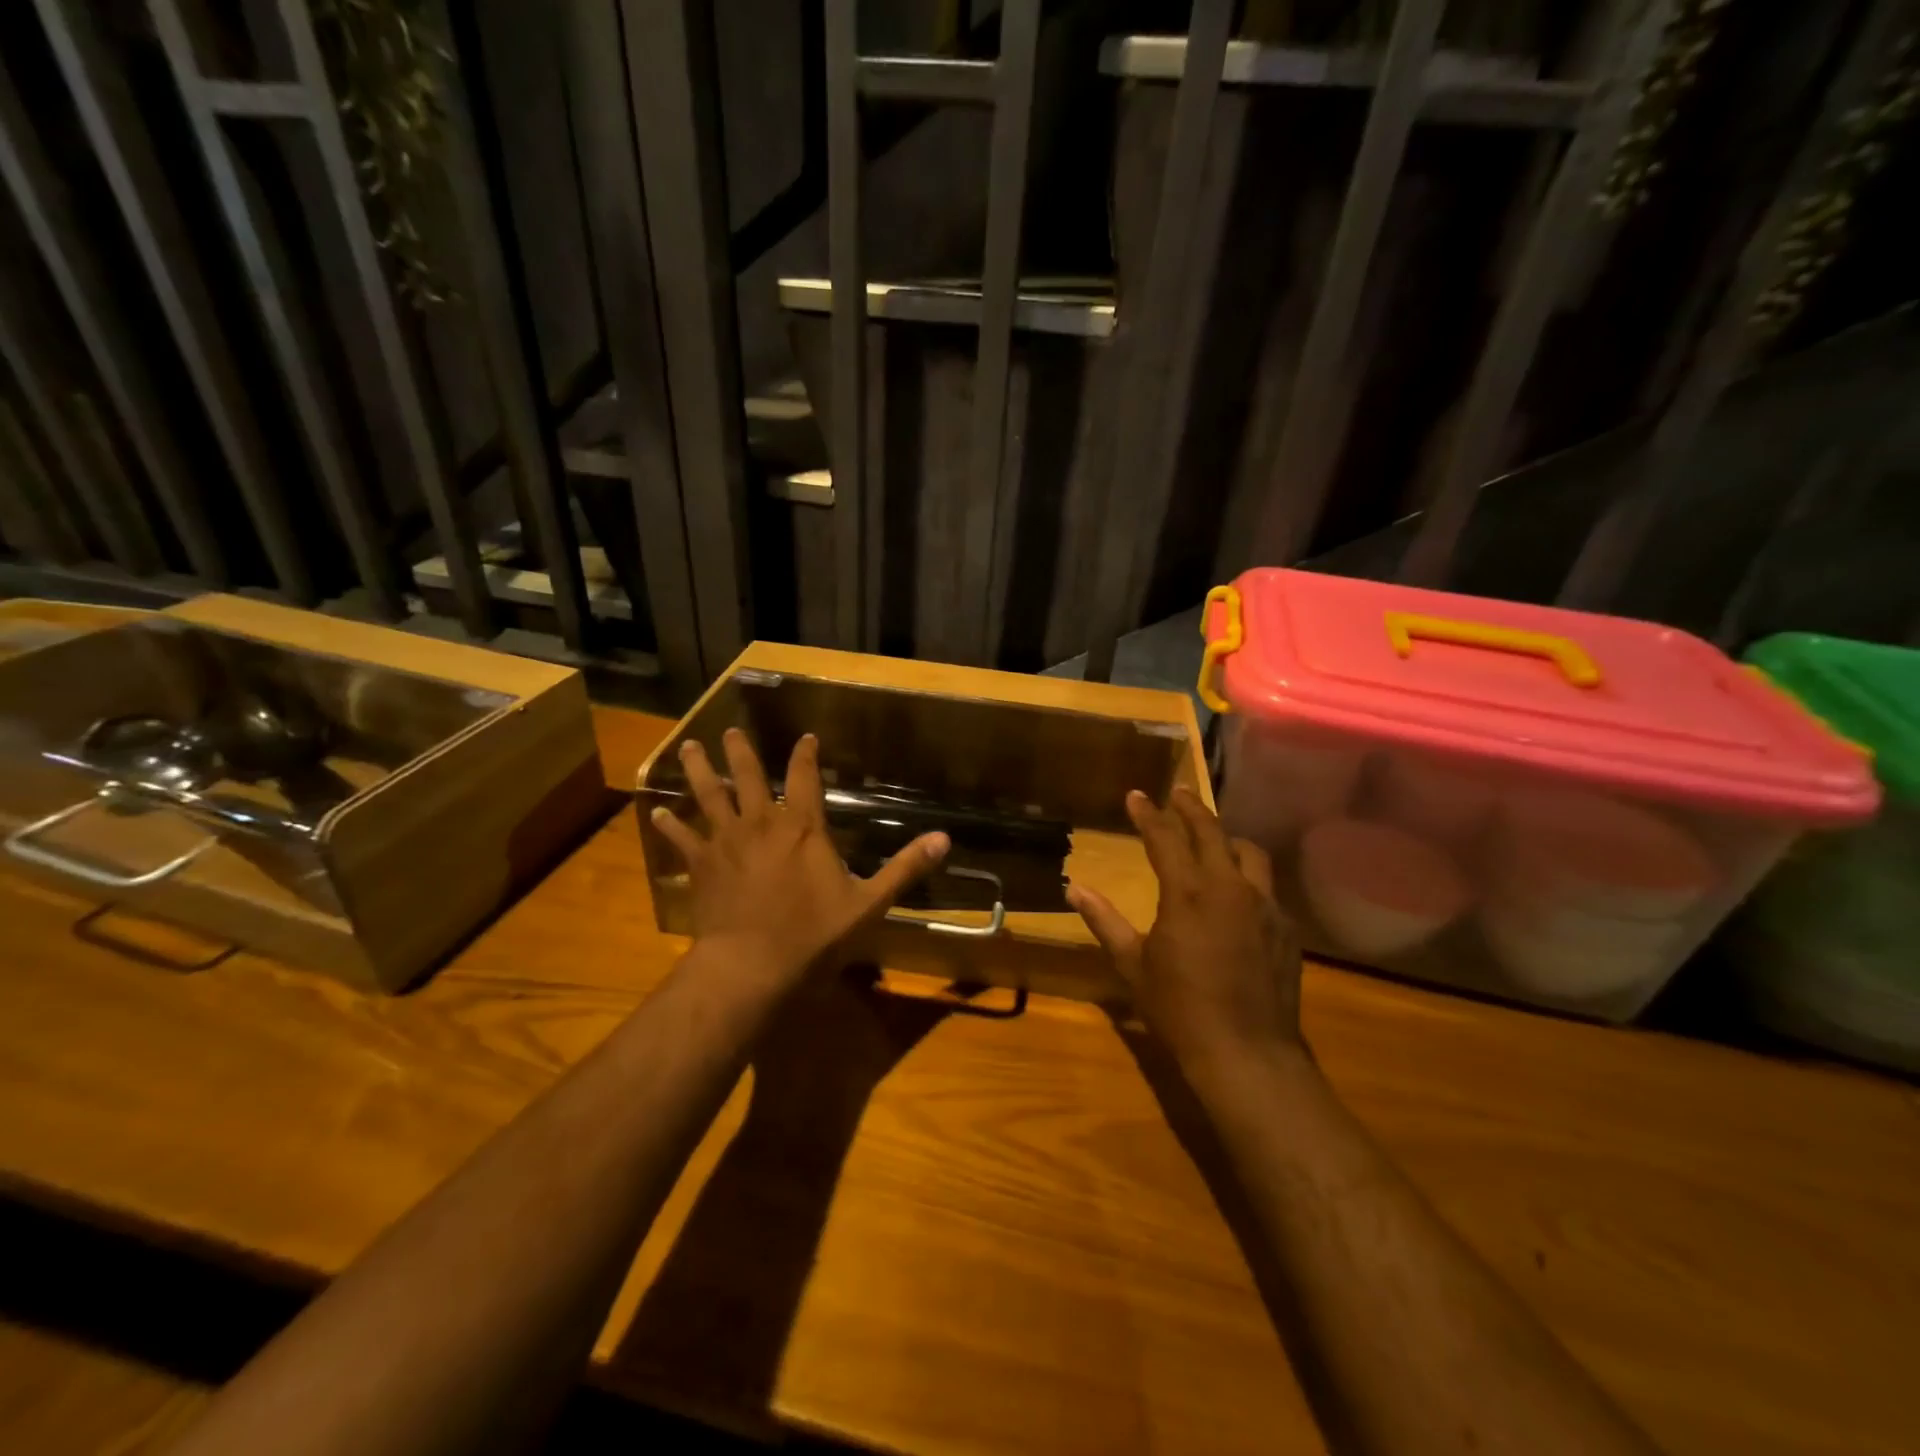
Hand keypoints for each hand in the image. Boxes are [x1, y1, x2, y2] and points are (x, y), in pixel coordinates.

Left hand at [651, 728, 949, 986]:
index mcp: (803, 827)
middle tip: (731, 731)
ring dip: (700, 771)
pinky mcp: (701, 866)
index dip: (805, 754)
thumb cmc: (814, 935)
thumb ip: (905, 868)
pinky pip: (682, 838)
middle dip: (742, 752)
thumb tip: (944, 839)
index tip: (805, 737)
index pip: (805, 777)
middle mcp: (762, 823)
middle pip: (749, 777)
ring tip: (689, 749)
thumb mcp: (870, 903)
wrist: (752, 967)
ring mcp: (726, 842)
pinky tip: (656, 812)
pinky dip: (670, 825)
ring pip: (710, 796)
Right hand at [1068, 788, 1302, 1072]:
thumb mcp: (1133, 964)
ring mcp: (1265, 905)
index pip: (1164, 837)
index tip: (1136, 794)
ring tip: (1214, 837)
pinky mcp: (1286, 928)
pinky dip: (1248, 876)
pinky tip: (1239, 892)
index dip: (1147, 813)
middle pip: (1211, 831)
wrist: (1247, 1053)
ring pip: (1249, 852)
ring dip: (1227, 838)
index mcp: (1187, 893)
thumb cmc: (1179, 1009)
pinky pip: (1267, 886)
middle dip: (1191, 808)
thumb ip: (1104, 921)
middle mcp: (1229, 887)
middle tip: (1177, 793)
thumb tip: (1074, 889)